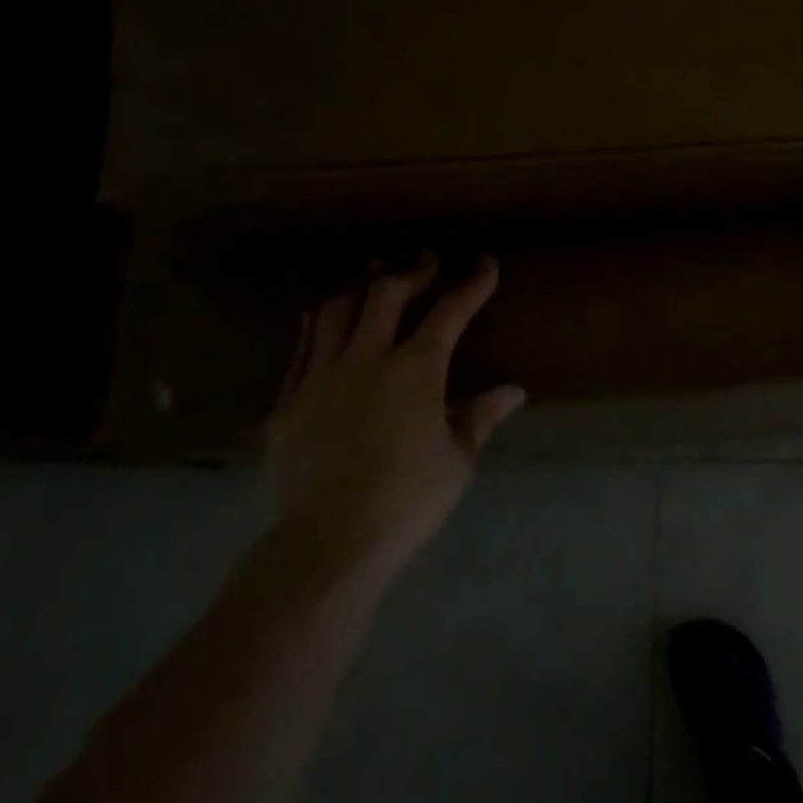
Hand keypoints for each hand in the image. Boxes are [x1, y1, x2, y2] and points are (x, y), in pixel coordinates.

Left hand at [263, 253, 525, 583]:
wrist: (328, 541)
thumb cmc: (408, 499)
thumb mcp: (458, 458)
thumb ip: (481, 416)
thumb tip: (514, 391)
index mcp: (416, 370)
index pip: (450, 312)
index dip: (471, 284)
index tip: (485, 263)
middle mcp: (366, 359)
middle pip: (386, 295)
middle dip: (411, 271)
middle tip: (427, 261)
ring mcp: (320, 376)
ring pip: (336, 310)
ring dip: (360, 286)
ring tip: (374, 276)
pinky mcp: (288, 401)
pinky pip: (303, 346)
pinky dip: (321, 323)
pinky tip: (326, 318)